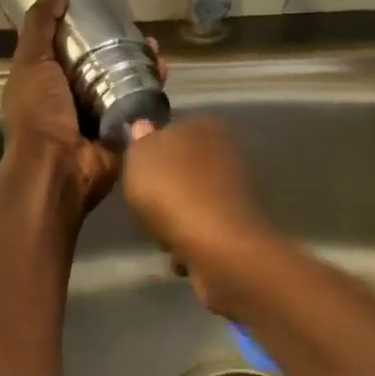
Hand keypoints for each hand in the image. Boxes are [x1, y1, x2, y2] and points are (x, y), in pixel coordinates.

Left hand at [2, 0, 159, 217]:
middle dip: (121, 45)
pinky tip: (162, 71)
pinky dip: (152, 88)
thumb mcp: (31, 61)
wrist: (58, 169)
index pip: (69, 46)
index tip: (105, 8)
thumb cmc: (39, 114)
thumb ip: (41, 22)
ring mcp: (100, 114)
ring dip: (141, 64)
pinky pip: (140, 103)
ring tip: (155, 50)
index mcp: (47, 80)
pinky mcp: (123, 130)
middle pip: (101, 62)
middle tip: (139, 29)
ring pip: (125, 81)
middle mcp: (73, 96)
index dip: (85, 26)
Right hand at [122, 115, 274, 313]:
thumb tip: (144, 126)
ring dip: (175, 217)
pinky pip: (203, 228)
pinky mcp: (239, 224)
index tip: (135, 170)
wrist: (218, 245)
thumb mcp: (139, 156)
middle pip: (181, 166)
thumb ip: (140, 140)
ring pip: (191, 199)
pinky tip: (182, 252)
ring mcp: (235, 189)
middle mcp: (226, 150)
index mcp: (203, 124)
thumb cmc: (172, 191)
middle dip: (164, 187)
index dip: (150, 147)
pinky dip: (191, 241)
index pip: (171, 127)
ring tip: (163, 234)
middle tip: (145, 204)